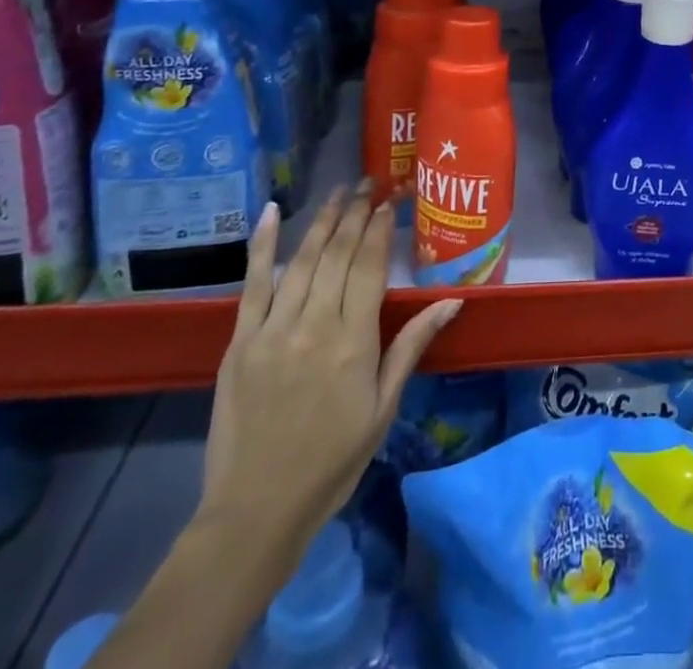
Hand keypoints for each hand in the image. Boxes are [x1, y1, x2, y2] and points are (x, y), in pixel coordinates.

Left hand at [198, 192, 460, 561]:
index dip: (379, 229)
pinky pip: (252, 284)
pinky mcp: (239, 342)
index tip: (389, 201)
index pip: (369, 267)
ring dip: (322, 220)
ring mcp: (272, 330)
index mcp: (352, 342)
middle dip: (355, 213)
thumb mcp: (383, 407)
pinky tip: (273, 211)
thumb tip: (453, 301)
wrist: (256, 510)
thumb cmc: (332, 460)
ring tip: (339, 191)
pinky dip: (262, 245)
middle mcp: (313, 325)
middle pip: (337, 254)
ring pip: (301, 260)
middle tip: (368, 183)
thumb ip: (412, 346)